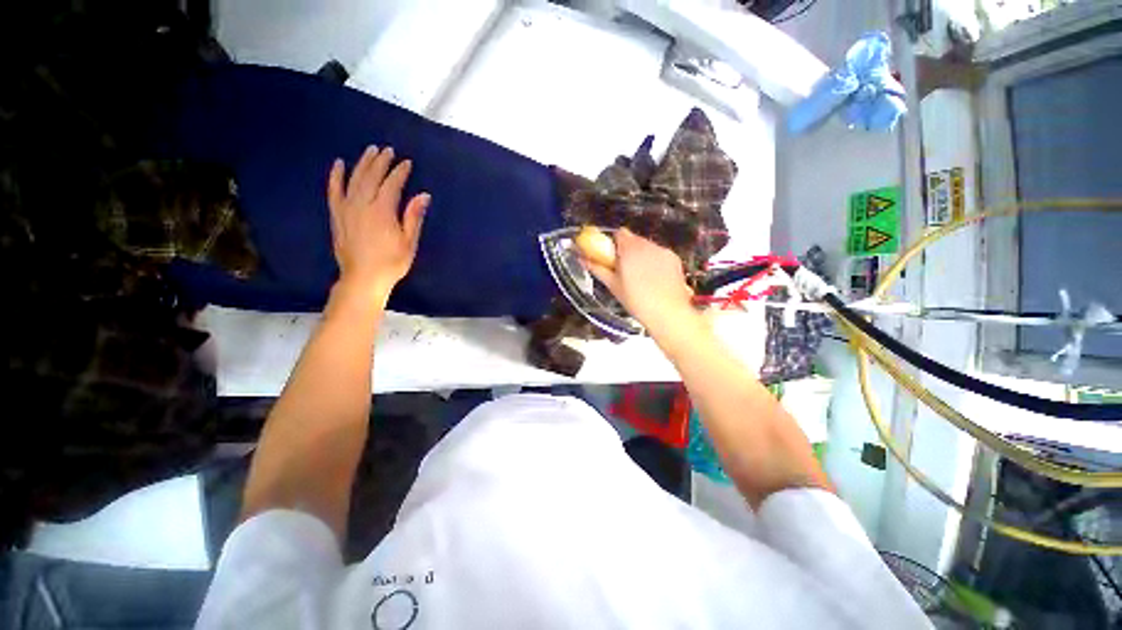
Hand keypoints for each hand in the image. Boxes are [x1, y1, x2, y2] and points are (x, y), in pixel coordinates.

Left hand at [327, 145, 429, 307]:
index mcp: (382, 211)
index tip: (407, 163)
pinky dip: (336, 176)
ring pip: (354, 179)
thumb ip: (413, 217)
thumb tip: (423, 195)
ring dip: (363, 163)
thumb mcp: (409, 242)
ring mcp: (346, 208)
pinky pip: (334, 190)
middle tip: (388, 151)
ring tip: (371, 150)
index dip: (400, 172)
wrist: (363, 278)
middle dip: (381, 162)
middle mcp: (362, 204)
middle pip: (371, 177)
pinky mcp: (337, 214)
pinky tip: (340, 164)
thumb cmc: (391, 262)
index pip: (392, 184)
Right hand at [583, 229, 697, 335]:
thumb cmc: (636, 301)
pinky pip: (660, 254)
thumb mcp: (613, 286)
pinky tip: (654, 279)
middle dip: (627, 250)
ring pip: (647, 246)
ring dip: (641, 255)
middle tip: (624, 269)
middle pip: (634, 239)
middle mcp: (647, 245)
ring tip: (640, 277)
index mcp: (629, 249)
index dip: (614, 243)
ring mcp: (662, 251)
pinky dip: (655, 261)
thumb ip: (597, 269)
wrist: (667, 312)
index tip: (612, 256)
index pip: (619, 233)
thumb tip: (582, 259)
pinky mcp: (674, 258)